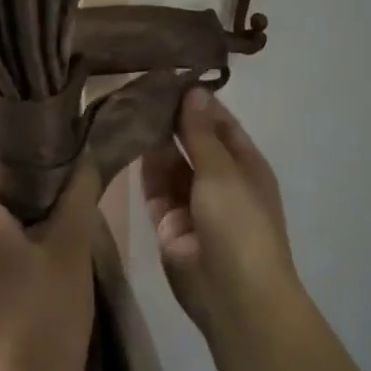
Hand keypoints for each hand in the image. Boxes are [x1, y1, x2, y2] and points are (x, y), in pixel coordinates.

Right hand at [142, 89, 301, 345]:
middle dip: (172, 118)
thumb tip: (193, 90)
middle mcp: (220, 179)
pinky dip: (143, 166)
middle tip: (139, 86)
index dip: (197, 101)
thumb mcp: (222, 170)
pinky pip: (154, 186)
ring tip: (128, 106)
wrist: (233, 295)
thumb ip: (201, 131)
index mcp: (245, 164)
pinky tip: (125, 140)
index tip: (169, 74)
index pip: (219, 123)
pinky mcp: (167, 221)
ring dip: (155, 139)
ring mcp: (193, 202)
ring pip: (170, 162)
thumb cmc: (240, 223)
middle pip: (193, 141)